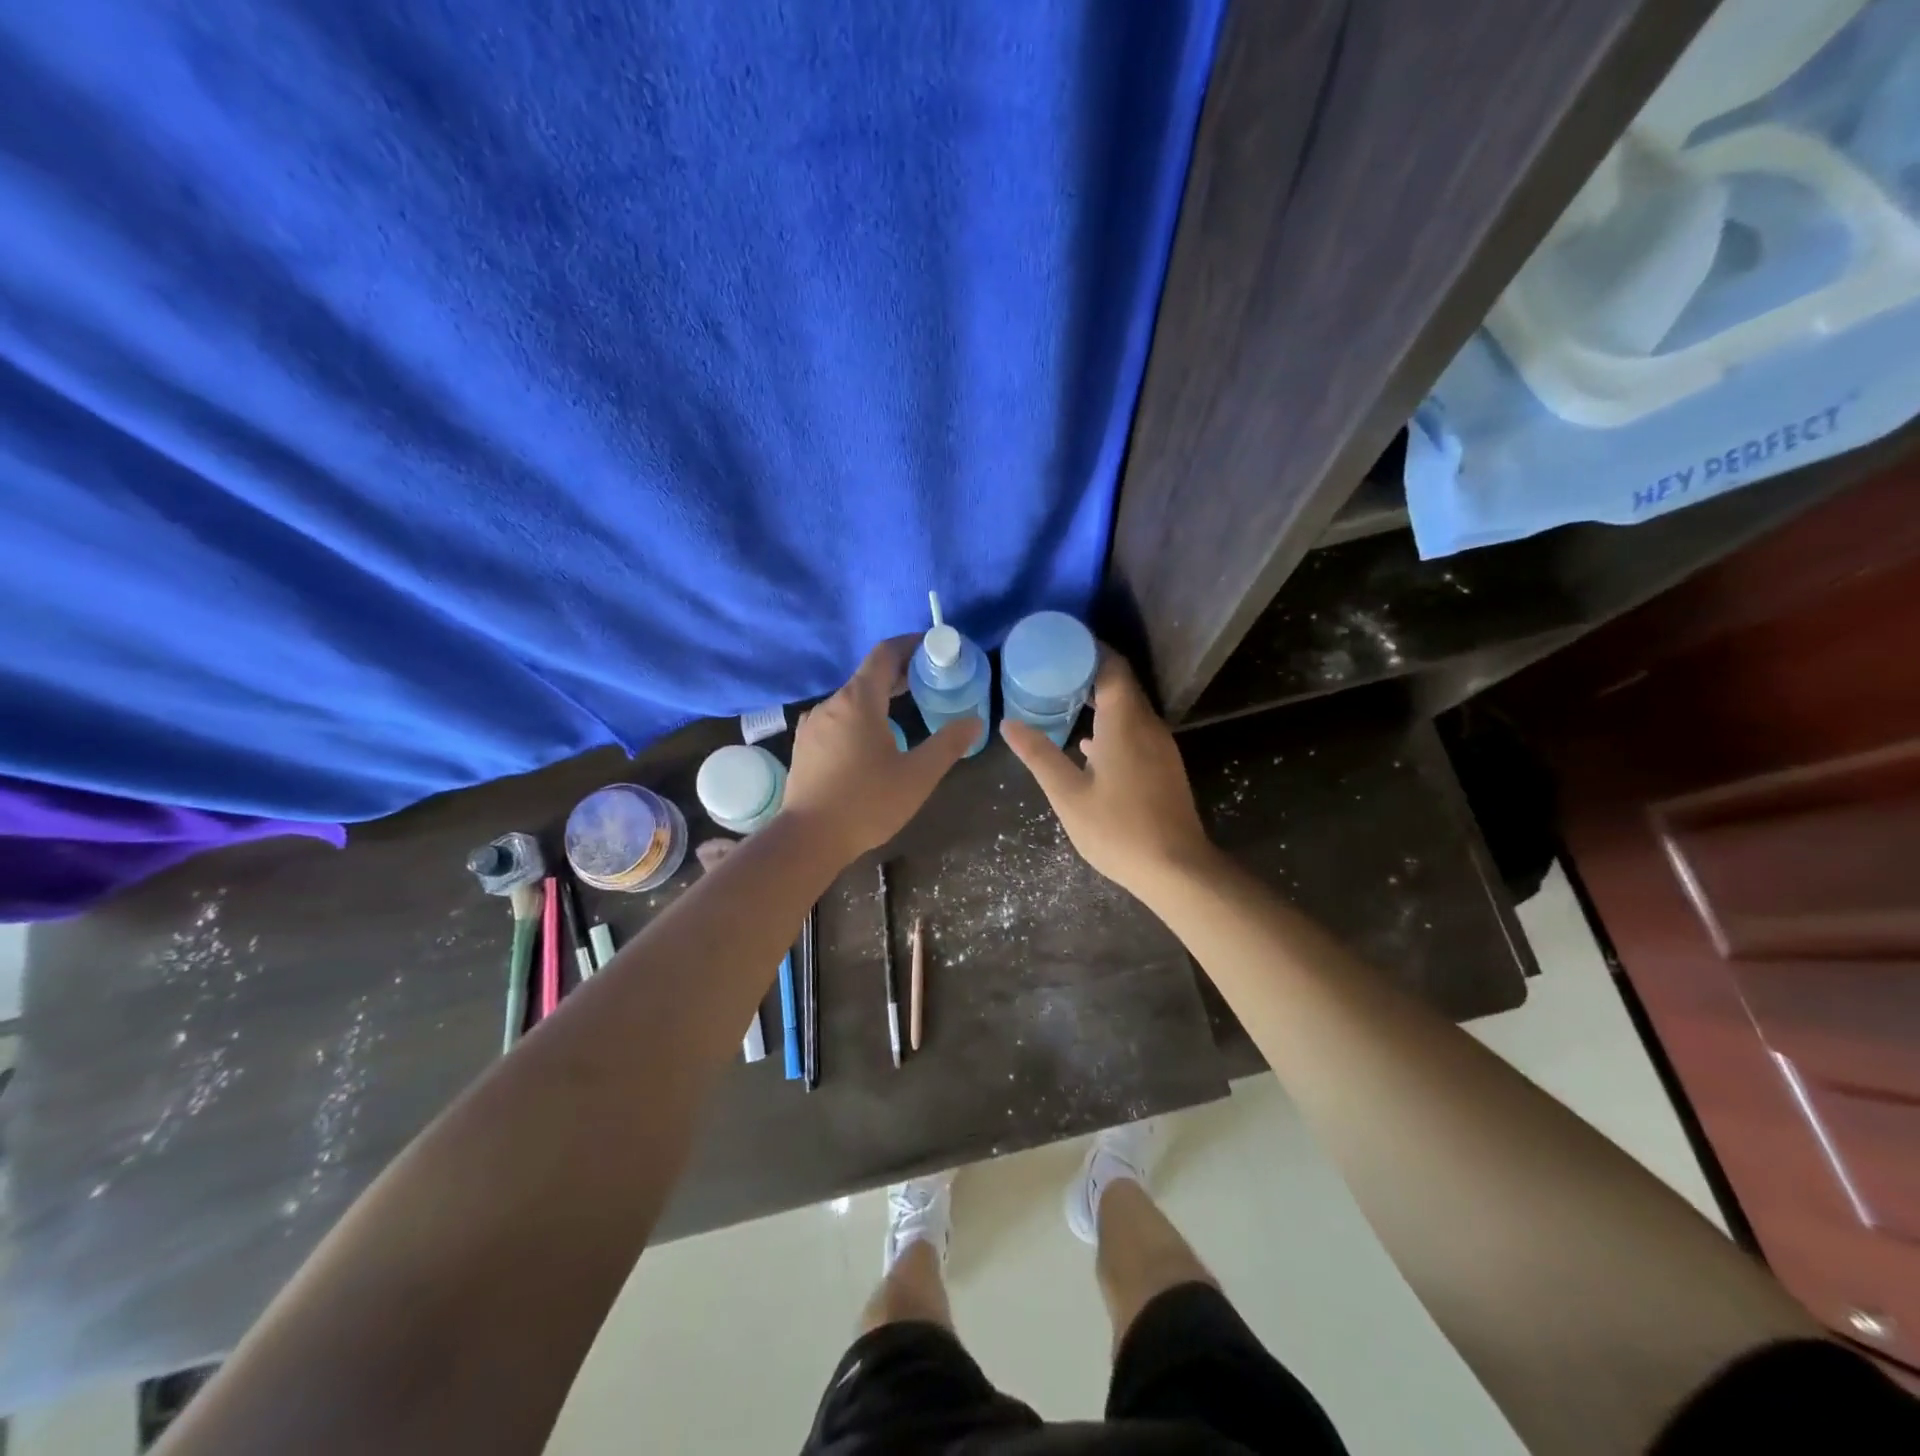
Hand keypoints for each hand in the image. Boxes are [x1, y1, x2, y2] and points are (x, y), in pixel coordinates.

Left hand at [781, 636, 976, 862]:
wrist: (808, 838)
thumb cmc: (867, 803)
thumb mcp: (918, 775)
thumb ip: (948, 744)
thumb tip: (974, 721)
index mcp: (858, 701)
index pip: (885, 654)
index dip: (910, 645)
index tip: (933, 649)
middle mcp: (831, 704)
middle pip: (868, 676)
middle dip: (899, 674)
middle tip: (929, 682)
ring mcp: (813, 725)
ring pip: (851, 699)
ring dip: (879, 699)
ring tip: (905, 712)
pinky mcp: (805, 746)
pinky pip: (837, 719)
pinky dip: (859, 718)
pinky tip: (872, 742)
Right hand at [1003, 649, 1213, 898]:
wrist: (1176, 869)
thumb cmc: (1118, 830)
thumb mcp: (1068, 795)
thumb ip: (1039, 756)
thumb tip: (1008, 724)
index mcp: (1125, 722)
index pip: (1111, 666)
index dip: (1087, 649)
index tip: (1058, 644)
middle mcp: (1148, 725)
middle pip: (1121, 683)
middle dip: (1088, 672)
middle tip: (1050, 671)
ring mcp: (1160, 746)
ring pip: (1130, 708)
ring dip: (1099, 700)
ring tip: (1062, 702)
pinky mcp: (1164, 765)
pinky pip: (1136, 729)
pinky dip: (1112, 724)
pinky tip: (1088, 745)